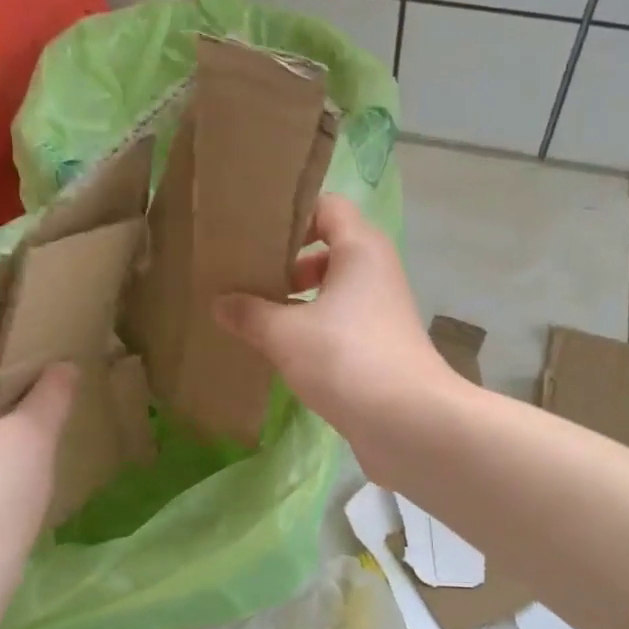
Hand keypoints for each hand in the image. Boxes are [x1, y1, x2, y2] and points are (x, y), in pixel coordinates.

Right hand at [214, 195, 460, 462]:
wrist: (408, 421)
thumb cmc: (346, 359)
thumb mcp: (285, 333)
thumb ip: (249, 313)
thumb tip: (220, 303)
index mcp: (360, 249)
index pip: (328, 206)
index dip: (292, 213)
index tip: (254, 235)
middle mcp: (376, 271)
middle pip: (329, 248)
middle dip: (287, 262)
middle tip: (247, 278)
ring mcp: (382, 310)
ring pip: (334, 289)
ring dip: (297, 299)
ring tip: (255, 315)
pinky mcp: (381, 345)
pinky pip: (341, 322)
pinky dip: (313, 328)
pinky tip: (280, 349)